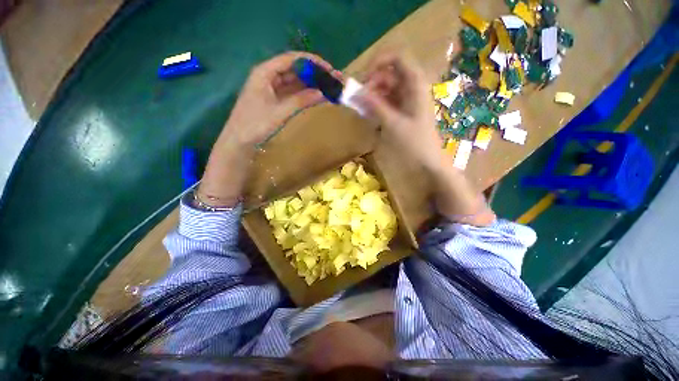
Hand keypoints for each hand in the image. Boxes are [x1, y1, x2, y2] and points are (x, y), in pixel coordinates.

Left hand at [222, 51, 338, 146]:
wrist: (240, 140)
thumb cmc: (255, 124)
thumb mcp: (279, 111)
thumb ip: (300, 101)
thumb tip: (322, 93)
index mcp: (265, 72)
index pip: (291, 59)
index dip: (311, 62)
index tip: (328, 68)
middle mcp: (268, 76)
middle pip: (294, 69)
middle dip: (313, 73)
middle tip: (332, 79)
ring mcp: (272, 88)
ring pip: (294, 81)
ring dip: (311, 84)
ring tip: (328, 87)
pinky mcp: (275, 99)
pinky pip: (292, 93)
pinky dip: (304, 94)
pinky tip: (316, 96)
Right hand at [358, 53, 442, 168]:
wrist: (427, 161)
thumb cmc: (414, 142)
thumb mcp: (393, 123)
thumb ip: (375, 106)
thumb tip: (356, 92)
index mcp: (415, 84)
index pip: (397, 58)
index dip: (378, 62)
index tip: (363, 79)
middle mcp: (411, 87)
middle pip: (388, 74)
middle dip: (372, 83)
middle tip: (358, 99)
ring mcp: (407, 99)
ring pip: (385, 89)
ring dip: (372, 96)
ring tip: (361, 109)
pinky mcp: (402, 111)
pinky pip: (387, 101)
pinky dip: (376, 106)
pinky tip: (369, 115)